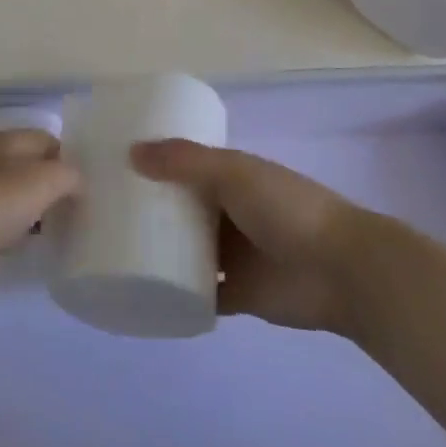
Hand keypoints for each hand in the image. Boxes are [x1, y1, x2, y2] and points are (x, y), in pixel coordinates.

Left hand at [0, 129, 79, 259]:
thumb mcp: (43, 184)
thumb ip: (68, 176)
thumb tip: (76, 181)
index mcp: (9, 138)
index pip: (49, 140)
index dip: (69, 162)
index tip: (81, 192)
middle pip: (26, 163)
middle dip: (45, 185)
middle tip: (62, 213)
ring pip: (5, 184)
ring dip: (22, 203)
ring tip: (36, 230)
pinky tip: (3, 237)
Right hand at [133, 140, 362, 334]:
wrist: (342, 271)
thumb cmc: (287, 209)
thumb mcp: (234, 172)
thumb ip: (185, 162)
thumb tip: (130, 152)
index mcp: (232, 177)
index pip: (185, 166)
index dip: (156, 164)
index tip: (114, 166)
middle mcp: (229, 213)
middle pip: (182, 209)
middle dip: (151, 209)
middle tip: (103, 212)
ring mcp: (234, 255)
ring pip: (187, 251)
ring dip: (161, 251)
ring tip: (113, 251)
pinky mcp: (237, 294)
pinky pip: (200, 294)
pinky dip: (178, 294)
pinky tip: (142, 294)